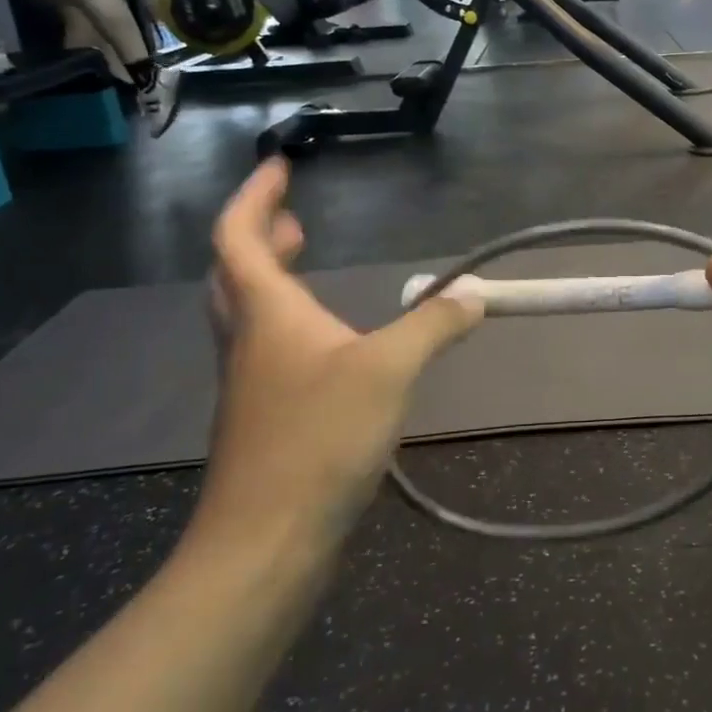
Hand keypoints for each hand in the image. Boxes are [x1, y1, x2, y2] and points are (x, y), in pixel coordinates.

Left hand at [190, 159, 482, 559]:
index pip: (238, 236)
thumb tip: (475, 294)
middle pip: (235, 272)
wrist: (264, 544)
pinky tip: (329, 344)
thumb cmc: (318, 439)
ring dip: (271, 279)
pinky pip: (269, 349)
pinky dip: (289, 323)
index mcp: (267, 313)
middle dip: (262, 236)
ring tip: (308, 266)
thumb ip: (434, 325)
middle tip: (296, 219)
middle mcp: (250, 341)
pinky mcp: (265, 419)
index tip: (280, 167)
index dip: (255, 196)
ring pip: (249, 313)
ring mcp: (252, 383)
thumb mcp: (389, 370)